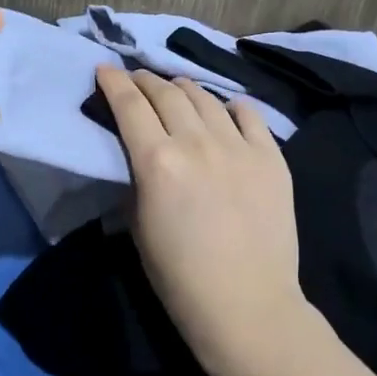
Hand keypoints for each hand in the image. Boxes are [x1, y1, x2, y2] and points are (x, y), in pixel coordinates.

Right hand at [95, 66, 312, 375]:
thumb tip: (140, 154)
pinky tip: (225, 109)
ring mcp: (239, 147)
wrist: (248, 307)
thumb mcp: (138, 225)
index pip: (130, 104)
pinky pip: (249, 115)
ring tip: (175, 89)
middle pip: (166, 92)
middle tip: (137, 80)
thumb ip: (137, 178)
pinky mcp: (272, 158)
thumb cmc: (180, 278)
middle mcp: (197, 143)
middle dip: (146, 80)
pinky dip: (231, 107)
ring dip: (183, 88)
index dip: (113, 81)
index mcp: (158, 161)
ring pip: (205, 97)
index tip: (104, 68)